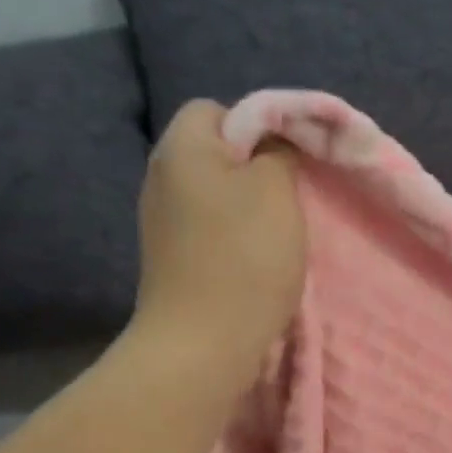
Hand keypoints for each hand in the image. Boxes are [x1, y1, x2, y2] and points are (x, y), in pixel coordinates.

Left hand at [129, 100, 305, 370]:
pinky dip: (235, 238)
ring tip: (277, 236)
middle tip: (289, 200)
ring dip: (249, 209)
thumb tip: (272, 144)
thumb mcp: (276, 190)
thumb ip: (279, 152)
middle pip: (217, 154)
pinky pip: (210, 229)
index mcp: (182, 147)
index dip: (258, 127)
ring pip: (216, 194)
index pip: (219, 110)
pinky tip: (255, 263)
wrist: (202, 343)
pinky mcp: (171, 257)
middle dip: (257, 171)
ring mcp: (162, 221)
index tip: (289, 162)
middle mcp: (162, 177)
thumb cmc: (244, 258)